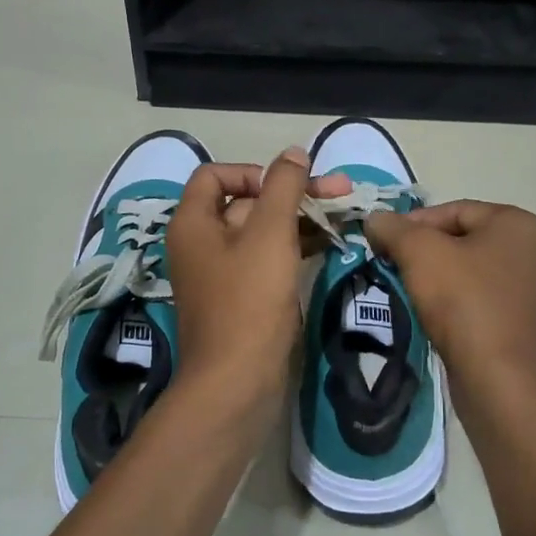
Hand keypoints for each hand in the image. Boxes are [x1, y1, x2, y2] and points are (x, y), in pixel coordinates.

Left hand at [165, 148, 348, 417]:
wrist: (238, 382)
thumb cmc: (249, 301)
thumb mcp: (270, 234)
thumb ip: (283, 187)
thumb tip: (293, 152)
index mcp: (193, 223)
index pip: (215, 175)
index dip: (254, 171)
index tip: (289, 186)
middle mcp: (201, 244)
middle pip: (245, 203)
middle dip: (291, 194)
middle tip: (340, 192)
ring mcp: (221, 274)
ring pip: (261, 232)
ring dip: (299, 220)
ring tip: (343, 216)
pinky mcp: (242, 299)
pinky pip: (267, 259)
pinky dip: (293, 248)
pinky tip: (328, 245)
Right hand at [366, 200, 535, 405]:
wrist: (499, 380)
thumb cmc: (463, 302)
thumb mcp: (419, 253)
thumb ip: (394, 228)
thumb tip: (375, 218)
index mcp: (519, 223)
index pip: (455, 210)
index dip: (413, 223)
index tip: (384, 243)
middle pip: (464, 239)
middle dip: (425, 250)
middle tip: (393, 265)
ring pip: (473, 270)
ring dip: (439, 276)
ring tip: (409, 290)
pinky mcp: (527, 323)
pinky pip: (484, 299)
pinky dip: (458, 301)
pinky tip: (435, 315)